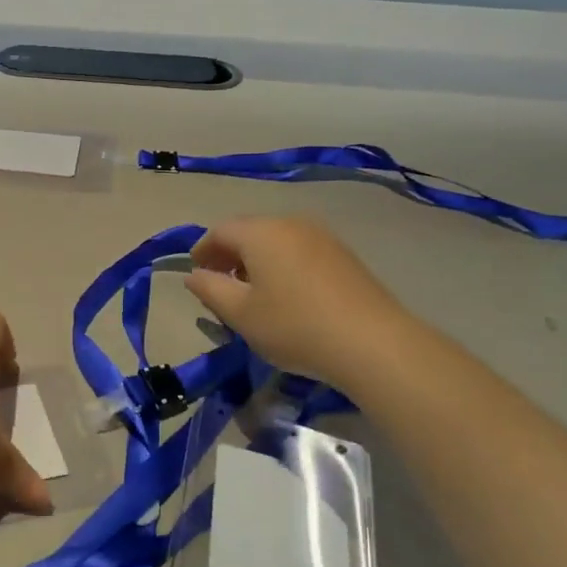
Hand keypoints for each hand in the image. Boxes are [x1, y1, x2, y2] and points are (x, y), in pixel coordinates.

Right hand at [186, 216, 407, 381]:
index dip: (202, 249)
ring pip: (277, 241)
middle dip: (230, 254)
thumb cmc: (294, 326)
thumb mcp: (240, 314)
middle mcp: (291, 223)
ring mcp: (322, 237)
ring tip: (252, 293)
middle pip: (250, 231)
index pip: (220, 230)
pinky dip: (282, 265)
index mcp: (261, 233)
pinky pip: (300, 251)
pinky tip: (286, 295)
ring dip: (257, 260)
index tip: (196, 272)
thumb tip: (194, 275)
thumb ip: (210, 289)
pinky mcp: (344, 255)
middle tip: (220, 284)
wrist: (372, 342)